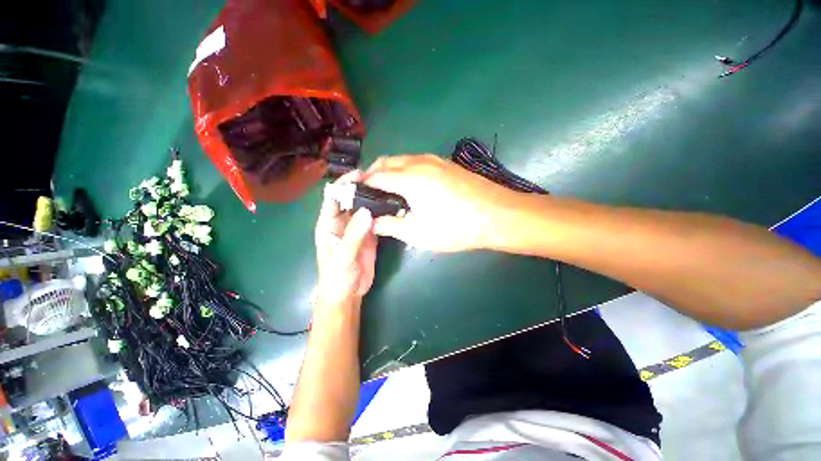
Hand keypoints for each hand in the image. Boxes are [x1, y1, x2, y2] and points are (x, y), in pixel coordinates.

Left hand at [315, 171, 376, 305]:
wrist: (348, 293)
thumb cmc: (337, 276)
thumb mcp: (343, 256)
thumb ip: (353, 235)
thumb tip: (366, 211)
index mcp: (328, 224)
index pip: (333, 198)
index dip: (344, 184)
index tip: (359, 174)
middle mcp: (342, 222)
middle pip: (351, 200)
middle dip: (362, 188)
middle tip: (380, 178)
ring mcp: (357, 229)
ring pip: (364, 208)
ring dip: (373, 199)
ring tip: (388, 188)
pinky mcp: (369, 235)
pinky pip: (375, 220)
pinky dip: (381, 212)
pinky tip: (392, 205)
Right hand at [363, 155, 516, 251]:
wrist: (497, 215)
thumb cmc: (455, 227)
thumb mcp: (417, 233)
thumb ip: (390, 226)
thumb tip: (372, 222)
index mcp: (409, 179)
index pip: (376, 176)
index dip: (363, 184)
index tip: (356, 194)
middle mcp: (419, 163)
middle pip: (388, 162)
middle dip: (374, 174)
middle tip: (371, 192)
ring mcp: (436, 161)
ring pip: (404, 159)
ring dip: (391, 170)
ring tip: (389, 189)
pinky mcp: (448, 164)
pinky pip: (419, 161)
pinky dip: (407, 169)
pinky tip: (413, 185)